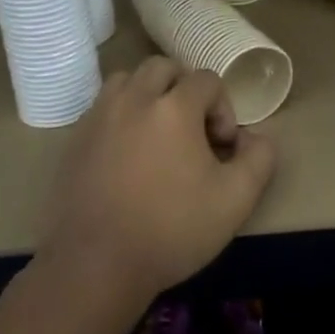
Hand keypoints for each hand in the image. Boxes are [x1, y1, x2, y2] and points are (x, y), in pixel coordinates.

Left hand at [39, 56, 276, 307]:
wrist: (96, 266)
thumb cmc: (172, 230)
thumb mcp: (236, 200)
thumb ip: (259, 159)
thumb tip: (256, 138)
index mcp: (174, 107)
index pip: (207, 80)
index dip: (223, 109)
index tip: (221, 147)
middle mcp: (134, 99)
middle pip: (164, 67)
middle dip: (185, 89)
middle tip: (192, 129)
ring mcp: (99, 117)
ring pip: (128, 80)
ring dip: (149, 94)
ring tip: (158, 132)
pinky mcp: (75, 139)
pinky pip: (103, 107)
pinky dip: (121, 115)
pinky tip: (128, 154)